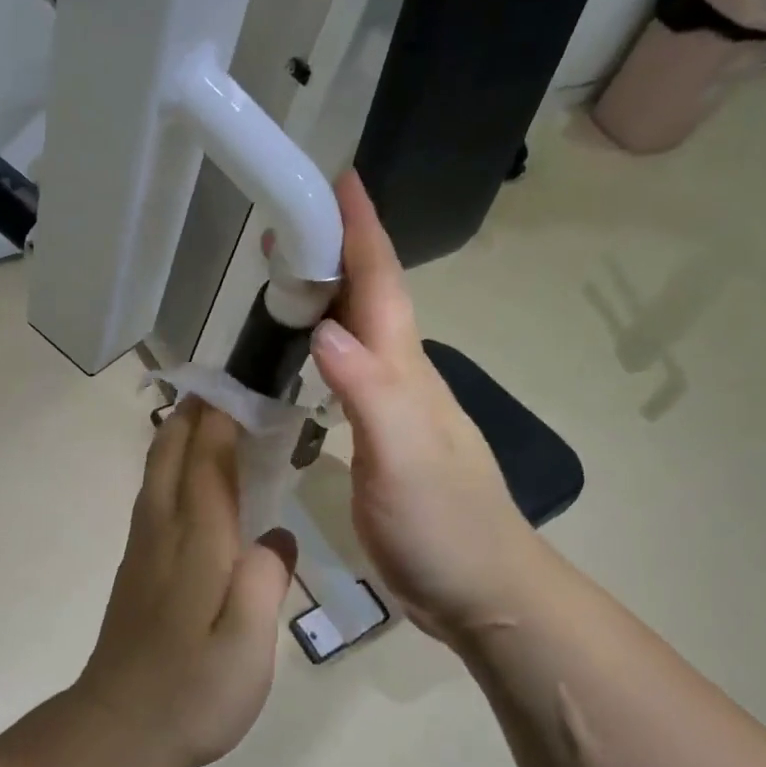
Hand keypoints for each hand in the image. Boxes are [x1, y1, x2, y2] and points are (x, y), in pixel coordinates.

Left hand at [76, 400, 298, 766]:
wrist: (117, 731)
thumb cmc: (192, 692)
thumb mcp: (248, 644)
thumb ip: (265, 580)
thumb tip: (276, 534)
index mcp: (196, 541)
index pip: (207, 457)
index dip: (224, 415)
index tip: (246, 379)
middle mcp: (164, 530)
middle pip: (173, 451)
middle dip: (199, 411)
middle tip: (234, 384)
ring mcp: (144, 548)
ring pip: (158, 470)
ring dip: (182, 433)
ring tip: (215, 414)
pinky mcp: (137, 568)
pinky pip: (155, 495)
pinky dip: (174, 466)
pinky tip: (193, 478)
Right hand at [309, 170, 534, 644]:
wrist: (480, 589)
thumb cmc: (445, 524)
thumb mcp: (405, 457)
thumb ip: (368, 392)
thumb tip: (324, 328)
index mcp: (406, 371)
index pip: (382, 284)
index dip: (361, 230)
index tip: (337, 177)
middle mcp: (402, 378)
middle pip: (371, 299)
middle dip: (335, 251)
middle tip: (286, 223)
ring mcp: (394, 410)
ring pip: (359, 333)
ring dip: (328, 296)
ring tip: (285, 276)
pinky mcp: (380, 440)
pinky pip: (349, 374)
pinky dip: (324, 347)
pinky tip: (305, 353)